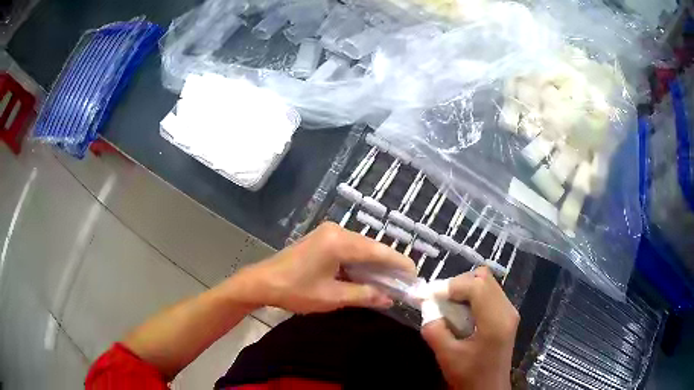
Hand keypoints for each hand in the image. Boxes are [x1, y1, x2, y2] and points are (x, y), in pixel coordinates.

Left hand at [228, 222, 415, 313]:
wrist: (262, 282)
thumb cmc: (295, 291)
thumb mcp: (332, 297)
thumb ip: (364, 295)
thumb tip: (390, 298)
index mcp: (339, 242)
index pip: (379, 251)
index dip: (399, 264)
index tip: (415, 276)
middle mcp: (337, 230)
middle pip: (372, 247)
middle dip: (389, 265)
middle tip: (404, 283)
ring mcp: (328, 232)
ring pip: (362, 248)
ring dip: (375, 264)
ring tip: (390, 281)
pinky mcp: (323, 238)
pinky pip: (350, 248)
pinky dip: (361, 262)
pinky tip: (368, 275)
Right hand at [421, 267, 518, 389]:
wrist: (488, 389)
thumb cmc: (469, 375)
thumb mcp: (447, 356)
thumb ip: (434, 330)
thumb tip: (426, 308)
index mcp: (495, 321)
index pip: (476, 285)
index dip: (452, 286)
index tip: (431, 296)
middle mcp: (507, 310)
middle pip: (484, 278)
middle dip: (459, 284)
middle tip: (440, 300)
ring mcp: (510, 311)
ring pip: (488, 283)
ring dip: (466, 289)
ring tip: (450, 306)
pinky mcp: (507, 316)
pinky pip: (490, 293)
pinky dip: (473, 296)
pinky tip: (462, 313)